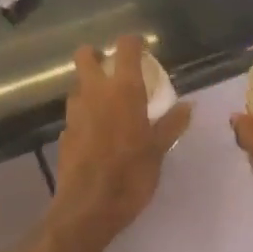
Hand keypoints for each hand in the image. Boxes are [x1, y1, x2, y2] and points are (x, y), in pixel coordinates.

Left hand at [49, 35, 191, 251]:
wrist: (88, 208)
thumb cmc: (131, 175)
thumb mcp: (159, 150)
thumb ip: (171, 124)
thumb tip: (188, 105)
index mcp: (123, 91)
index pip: (125, 49)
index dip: (132, 43)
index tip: (142, 48)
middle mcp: (94, 93)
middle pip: (85, 57)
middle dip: (97, 55)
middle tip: (114, 68)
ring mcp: (74, 113)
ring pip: (78, 86)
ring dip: (90, 86)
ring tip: (109, 103)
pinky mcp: (64, 134)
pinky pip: (75, 114)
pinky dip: (86, 115)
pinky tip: (98, 133)